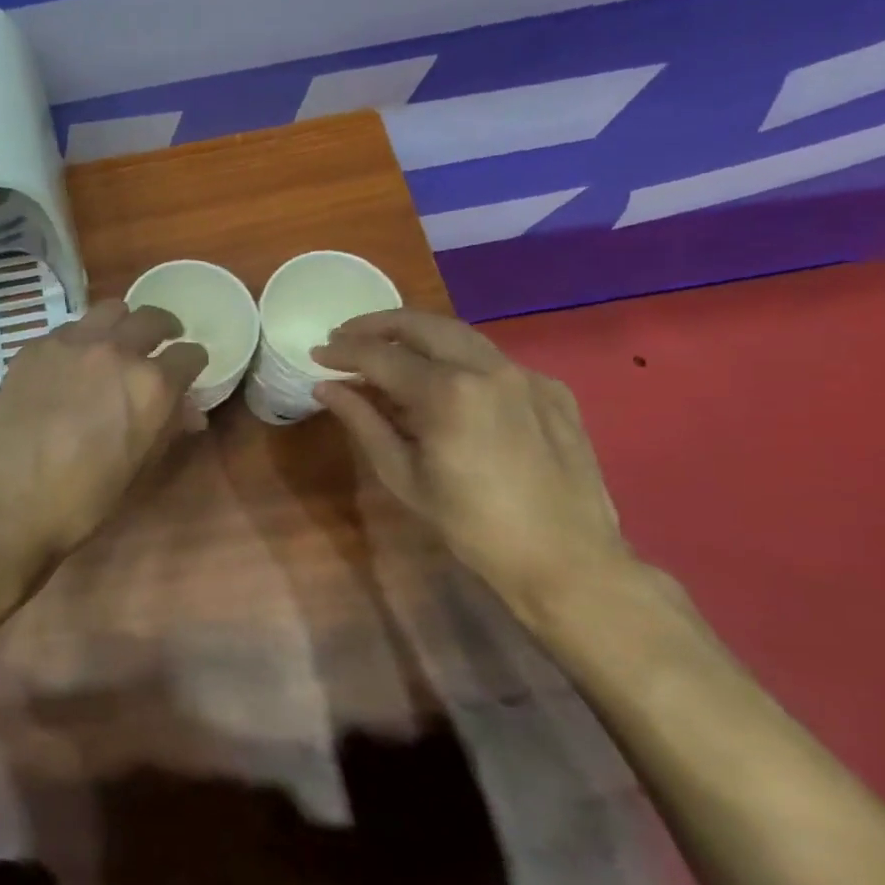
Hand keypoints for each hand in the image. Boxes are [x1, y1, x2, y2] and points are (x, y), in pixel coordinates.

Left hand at [0, 300, 206, 578]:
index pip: (189, 355)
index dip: (192, 364)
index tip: (188, 371)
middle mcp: (116, 350)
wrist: (9, 498)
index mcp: (152, 385)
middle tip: (160, 344)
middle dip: (164, 330)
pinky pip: (69, 329)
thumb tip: (188, 412)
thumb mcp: (138, 468)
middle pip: (152, 318)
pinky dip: (80, 339)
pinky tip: (70, 364)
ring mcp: (72, 342)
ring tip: (116, 342)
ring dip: (121, 324)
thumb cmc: (83, 498)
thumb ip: (167, 429)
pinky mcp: (35, 346)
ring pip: (109, 310)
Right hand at [312, 309, 629, 626]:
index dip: (342, 352)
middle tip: (345, 335)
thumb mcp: (402, 475)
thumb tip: (326, 387)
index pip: (380, 355)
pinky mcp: (552, 389)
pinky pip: (493, 360)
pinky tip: (444, 383)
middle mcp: (488, 368)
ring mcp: (525, 375)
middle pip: (422, 325)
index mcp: (447, 392)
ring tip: (387, 349)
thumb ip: (363, 421)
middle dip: (376, 325)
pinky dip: (457, 359)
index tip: (318, 353)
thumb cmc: (470, 524)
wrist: (566, 559)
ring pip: (460, 334)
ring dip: (417, 334)